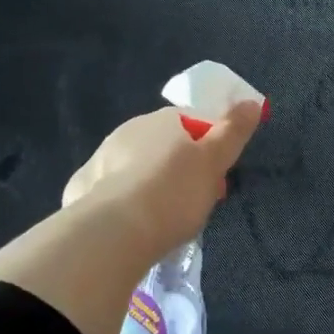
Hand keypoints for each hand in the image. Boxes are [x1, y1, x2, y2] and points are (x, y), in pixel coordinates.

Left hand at [61, 103, 263, 261]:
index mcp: (161, 120)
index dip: (209, 149)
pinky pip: (110, 192)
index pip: (192, 123)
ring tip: (163, 222)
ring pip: (135, 169)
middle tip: (193, 205)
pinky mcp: (81, 189)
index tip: (217, 179)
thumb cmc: (173, 192)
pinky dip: (122, 204)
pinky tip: (130, 228)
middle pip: (163, 147)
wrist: (114, 231)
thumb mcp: (214, 162)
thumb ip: (233, 131)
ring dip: (150, 186)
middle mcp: (127, 131)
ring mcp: (100, 158)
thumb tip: (252, 102)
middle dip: (179, 170)